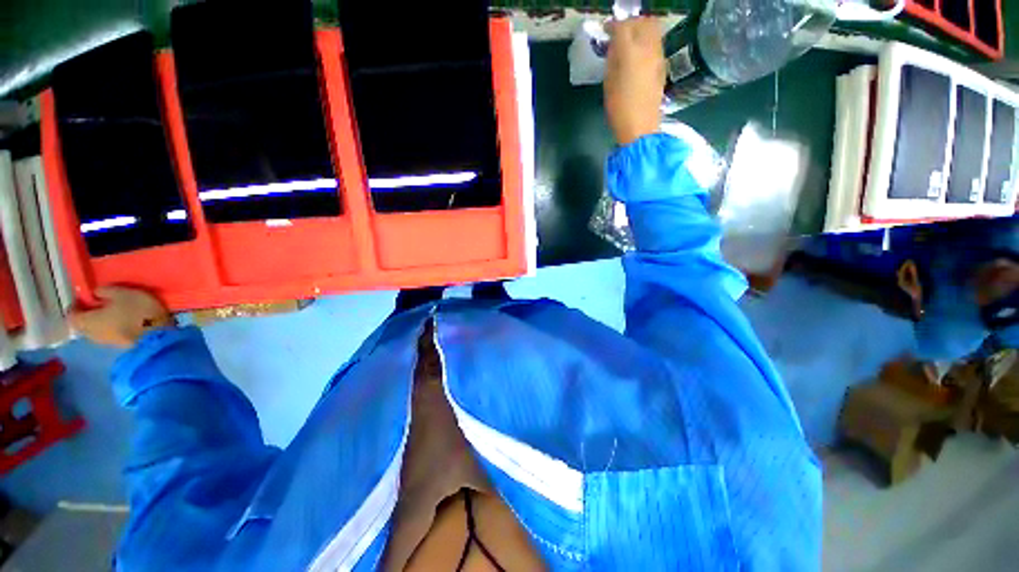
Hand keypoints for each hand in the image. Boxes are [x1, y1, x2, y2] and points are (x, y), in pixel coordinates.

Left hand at [69, 287, 173, 347]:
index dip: (76, 305)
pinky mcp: (118, 344)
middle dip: (87, 315)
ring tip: (111, 313)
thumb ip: (105, 291)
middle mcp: (90, 333)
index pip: (71, 315)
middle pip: (82, 324)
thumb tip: (95, 293)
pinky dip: (109, 327)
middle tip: (97, 305)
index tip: (83, 298)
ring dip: (99, 322)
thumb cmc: (136, 312)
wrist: (157, 336)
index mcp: (87, 320)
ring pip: (95, 330)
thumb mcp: (123, 293)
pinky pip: (107, 334)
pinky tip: (120, 322)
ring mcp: (105, 341)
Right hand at [604, 18, 665, 145]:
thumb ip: (612, 60)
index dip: (612, 26)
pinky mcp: (663, 66)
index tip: (605, 31)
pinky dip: (647, 42)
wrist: (640, 127)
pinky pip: (656, 44)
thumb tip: (615, 47)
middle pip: (642, 22)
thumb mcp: (608, 84)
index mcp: (630, 52)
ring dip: (641, 30)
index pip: (622, 27)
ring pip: (653, 30)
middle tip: (620, 32)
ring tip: (630, 42)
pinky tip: (639, 54)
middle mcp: (647, 48)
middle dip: (630, 23)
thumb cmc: (619, 109)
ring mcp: (658, 56)